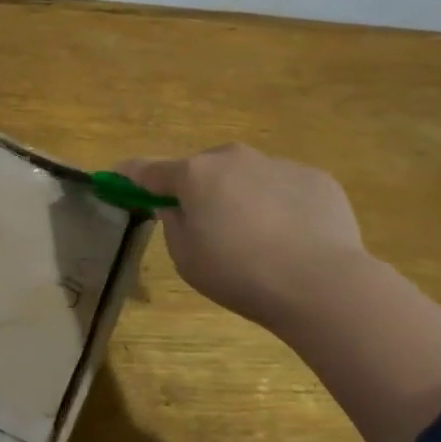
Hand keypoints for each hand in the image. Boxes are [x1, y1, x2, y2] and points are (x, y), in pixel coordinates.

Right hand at [118, 144, 365, 330]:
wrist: (323, 283)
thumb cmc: (241, 274)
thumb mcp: (187, 260)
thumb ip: (174, 226)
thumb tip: (178, 208)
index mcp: (195, 175)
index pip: (149, 170)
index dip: (130, 175)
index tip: (118, 177)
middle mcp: (234, 158)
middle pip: (204, 170)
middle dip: (200, 190)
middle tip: (209, 227)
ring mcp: (278, 163)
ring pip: (247, 176)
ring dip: (243, 197)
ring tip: (261, 241)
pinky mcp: (316, 178)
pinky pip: (285, 188)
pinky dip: (282, 206)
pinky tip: (295, 240)